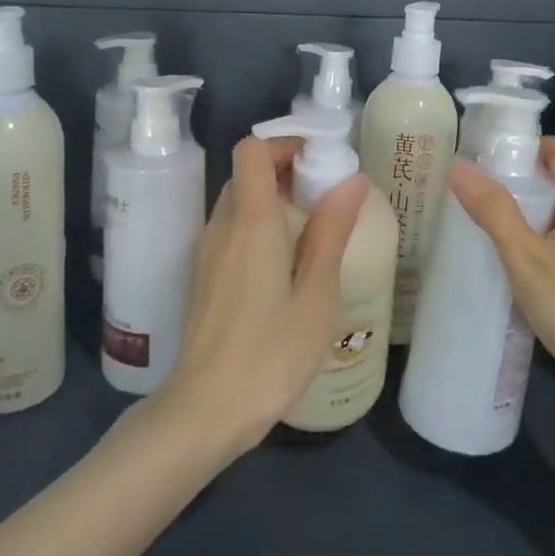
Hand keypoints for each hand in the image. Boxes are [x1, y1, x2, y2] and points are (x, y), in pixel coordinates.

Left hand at [155, 136, 368, 460]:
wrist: (205, 411)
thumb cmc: (271, 354)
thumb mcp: (316, 294)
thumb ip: (331, 231)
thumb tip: (351, 179)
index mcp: (250, 222)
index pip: (251, 151)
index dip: (284, 144)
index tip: (320, 162)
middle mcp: (221, 227)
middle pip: (245, 175)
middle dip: (284, 172)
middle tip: (325, 198)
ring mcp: (206, 253)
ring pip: (237, 204)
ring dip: (271, 201)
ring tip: (312, 233)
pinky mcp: (203, 278)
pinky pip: (230, 232)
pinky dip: (257, 228)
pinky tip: (285, 267)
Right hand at [446, 137, 554, 407]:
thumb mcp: (526, 260)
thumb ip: (494, 211)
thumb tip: (458, 164)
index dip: (525, 145)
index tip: (487, 160)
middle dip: (517, 178)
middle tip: (474, 193)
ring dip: (526, 209)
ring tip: (485, 224)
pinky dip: (538, 235)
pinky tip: (514, 260)